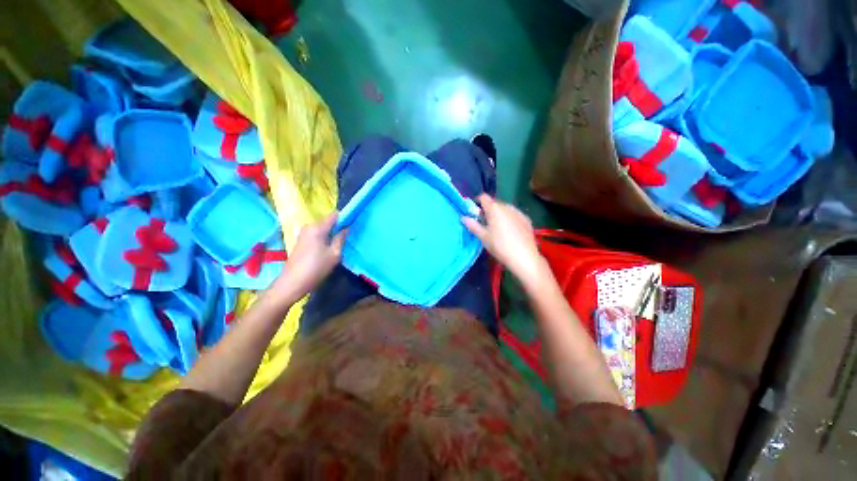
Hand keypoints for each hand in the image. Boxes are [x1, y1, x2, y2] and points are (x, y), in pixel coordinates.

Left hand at [272, 212, 346, 301]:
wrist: (293, 282)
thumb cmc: (316, 267)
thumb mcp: (334, 254)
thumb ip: (341, 238)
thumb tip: (347, 228)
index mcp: (317, 228)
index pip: (334, 215)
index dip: (345, 218)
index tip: (353, 224)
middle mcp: (309, 226)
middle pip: (328, 222)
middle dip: (338, 228)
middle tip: (347, 238)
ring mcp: (303, 234)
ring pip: (323, 229)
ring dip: (331, 234)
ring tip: (339, 245)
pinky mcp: (301, 241)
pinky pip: (317, 234)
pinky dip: (324, 239)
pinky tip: (328, 249)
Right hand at [462, 194, 548, 288]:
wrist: (524, 257)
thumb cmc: (499, 246)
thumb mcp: (483, 237)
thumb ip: (473, 225)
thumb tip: (463, 218)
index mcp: (494, 209)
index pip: (483, 197)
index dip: (477, 202)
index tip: (474, 212)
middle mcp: (507, 206)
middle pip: (494, 203)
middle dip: (487, 210)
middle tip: (484, 223)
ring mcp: (518, 212)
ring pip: (505, 209)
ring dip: (498, 214)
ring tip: (497, 228)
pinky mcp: (526, 219)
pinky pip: (514, 215)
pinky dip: (509, 219)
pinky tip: (509, 232)